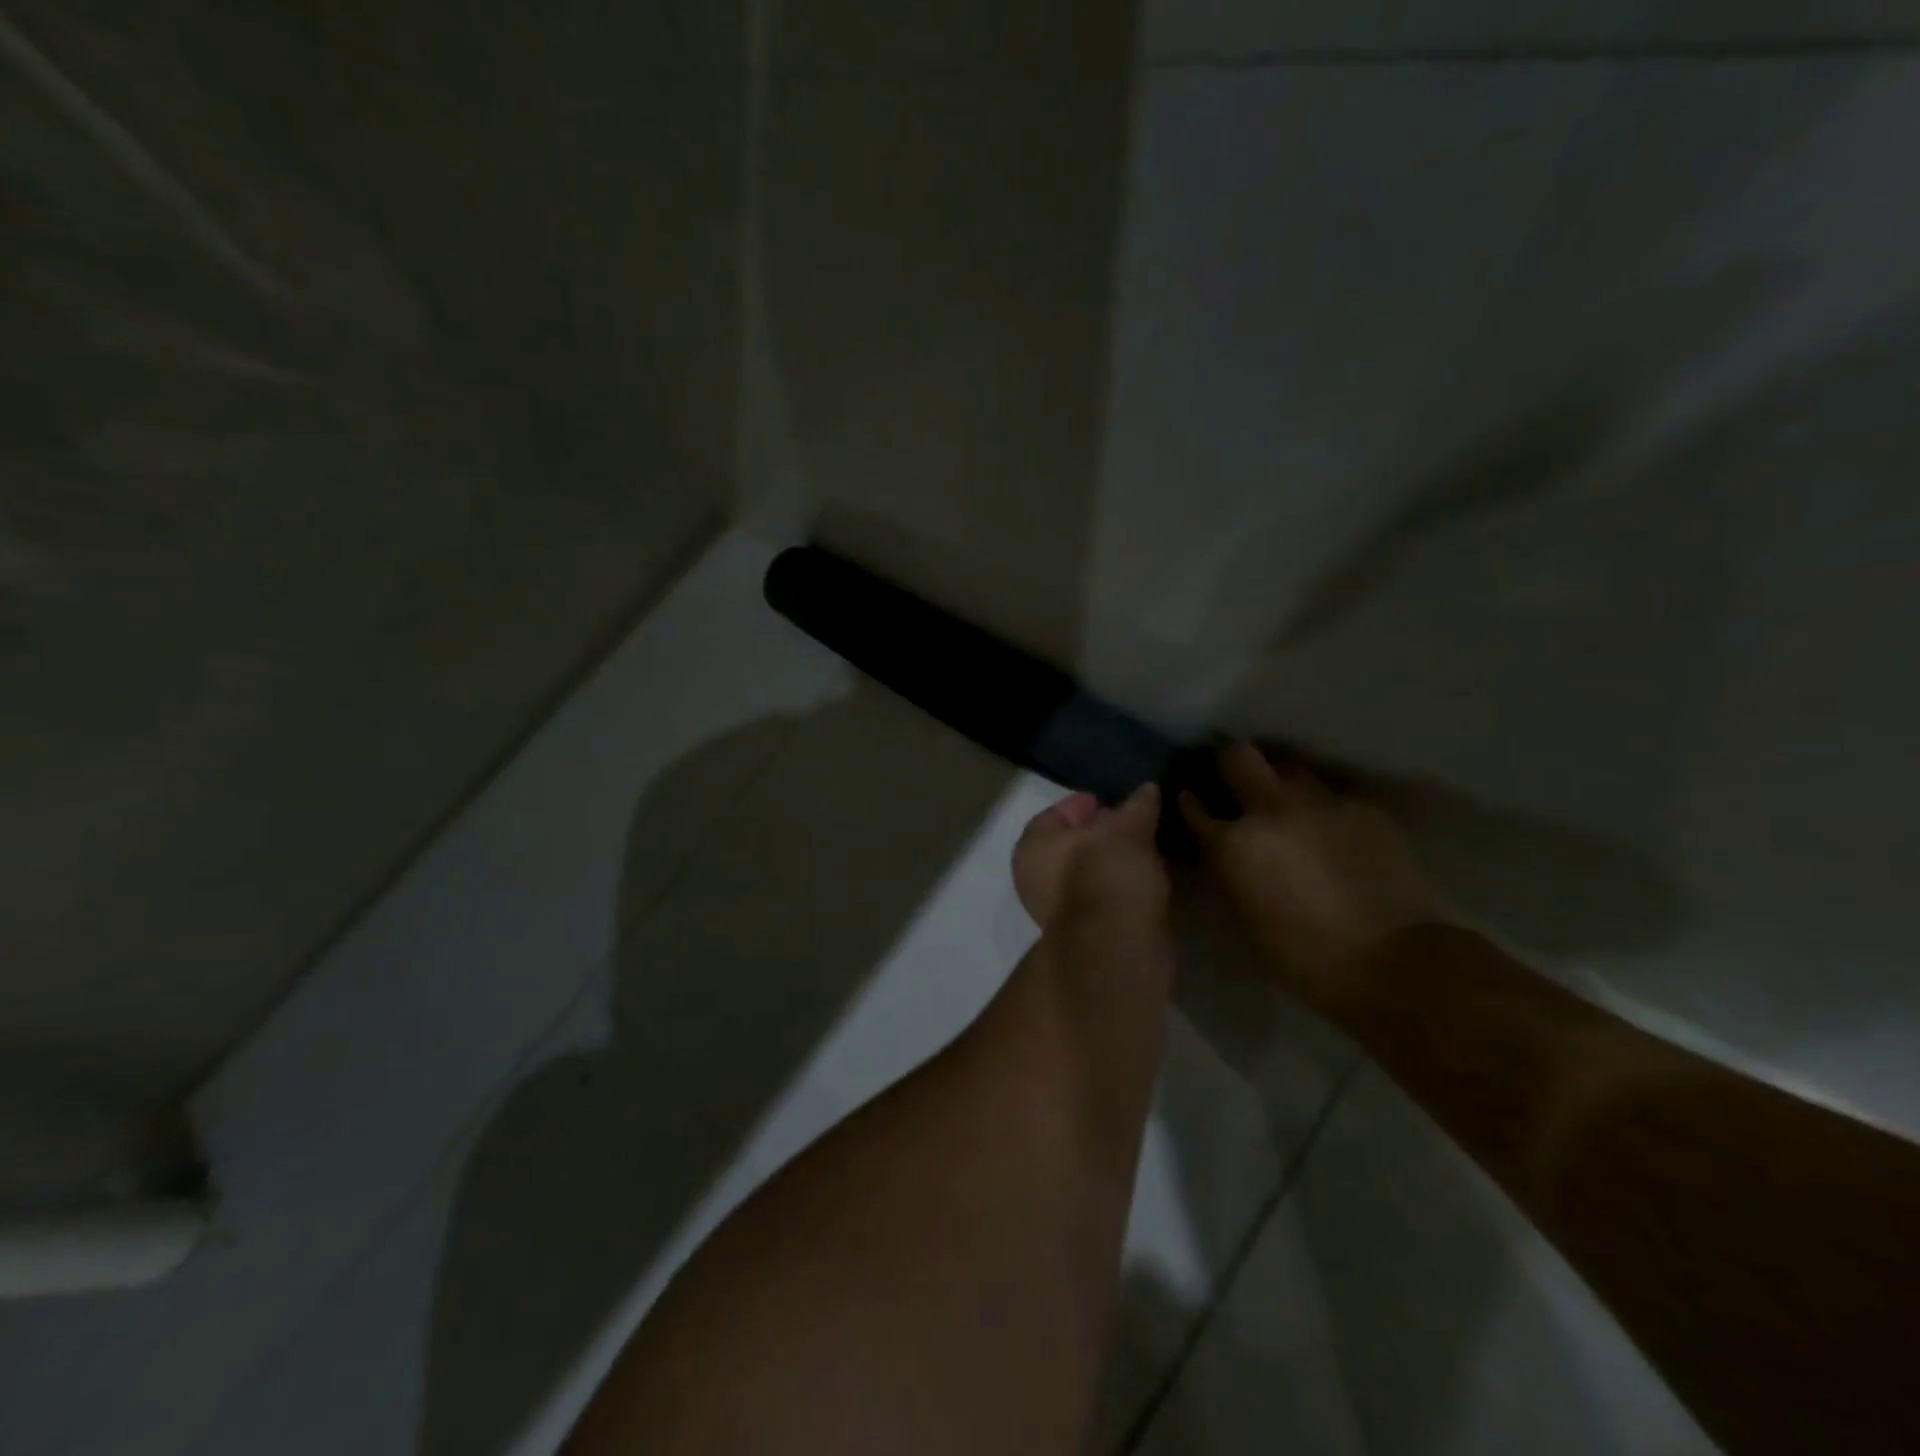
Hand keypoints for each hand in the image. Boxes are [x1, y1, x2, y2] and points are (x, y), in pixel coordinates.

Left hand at [1013, 785, 1168, 933]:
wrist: (1117, 947)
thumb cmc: (1108, 873)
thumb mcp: (1128, 830)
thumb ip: (1136, 807)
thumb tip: (1147, 789)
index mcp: (1032, 848)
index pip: (1054, 815)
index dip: (1081, 804)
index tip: (1107, 800)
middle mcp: (1036, 879)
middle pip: (1069, 845)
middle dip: (1099, 833)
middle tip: (1131, 822)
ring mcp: (1059, 910)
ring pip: (1087, 873)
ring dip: (1113, 860)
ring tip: (1145, 848)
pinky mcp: (1086, 932)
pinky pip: (1103, 896)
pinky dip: (1120, 885)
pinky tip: (1146, 877)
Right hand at [1179, 743, 1441, 1007]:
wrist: (1395, 962)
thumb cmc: (1305, 957)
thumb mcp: (1245, 918)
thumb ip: (1230, 873)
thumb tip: (1227, 854)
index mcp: (1234, 844)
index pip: (1195, 807)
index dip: (1190, 802)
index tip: (1191, 800)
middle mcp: (1271, 810)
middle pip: (1238, 756)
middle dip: (1230, 762)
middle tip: (1234, 779)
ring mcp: (1321, 803)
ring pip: (1290, 766)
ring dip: (1280, 780)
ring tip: (1286, 800)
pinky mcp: (1364, 808)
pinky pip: (1333, 794)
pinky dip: (1324, 807)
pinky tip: (1332, 828)